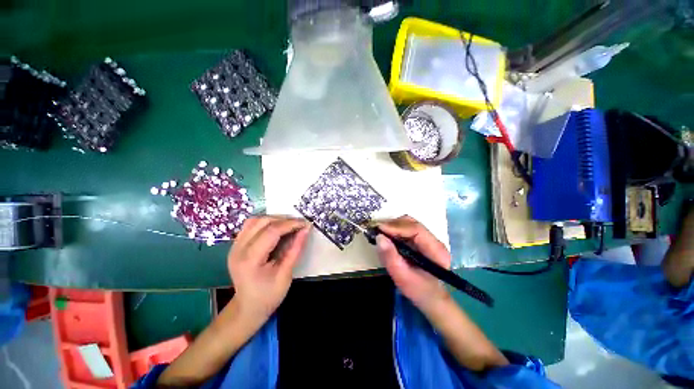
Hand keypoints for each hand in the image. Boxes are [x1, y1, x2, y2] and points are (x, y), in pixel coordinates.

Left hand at [227, 216, 309, 324]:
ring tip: (289, 225)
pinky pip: (250, 226)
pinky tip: (276, 229)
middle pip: (262, 222)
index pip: (271, 231)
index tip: (305, 224)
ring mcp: (234, 246)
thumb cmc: (268, 296)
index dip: (290, 224)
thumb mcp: (286, 274)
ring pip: (255, 220)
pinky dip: (265, 223)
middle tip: (299, 224)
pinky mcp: (235, 245)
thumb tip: (306, 229)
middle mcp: (238, 249)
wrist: (247, 308)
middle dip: (284, 220)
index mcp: (250, 260)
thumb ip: (295, 249)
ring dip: (274, 219)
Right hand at [376, 215, 450, 312]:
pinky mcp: (421, 240)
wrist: (430, 297)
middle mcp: (434, 240)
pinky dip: (395, 231)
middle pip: (412, 223)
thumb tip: (379, 237)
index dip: (396, 227)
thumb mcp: (402, 277)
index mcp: (436, 250)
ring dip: (393, 227)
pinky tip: (388, 238)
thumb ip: (390, 257)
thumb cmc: (419, 290)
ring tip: (381, 235)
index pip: (416, 230)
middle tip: (378, 232)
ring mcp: (428, 239)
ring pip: (408, 223)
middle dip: (393, 225)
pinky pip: (406, 229)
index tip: (379, 230)